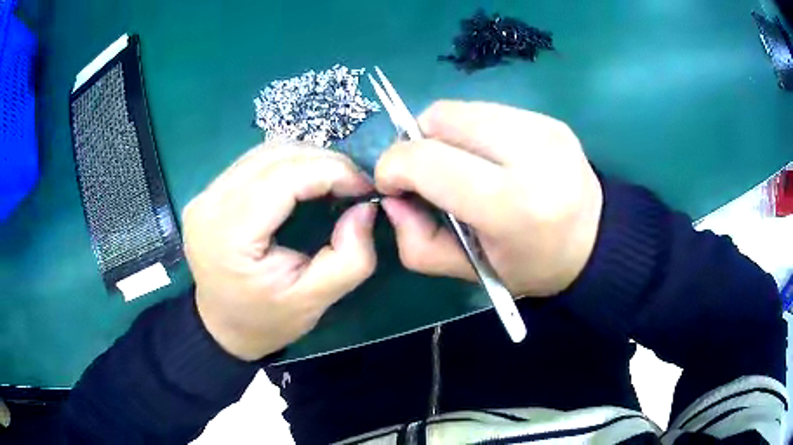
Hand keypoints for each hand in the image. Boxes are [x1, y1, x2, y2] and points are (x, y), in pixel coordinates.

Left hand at [183, 144, 375, 360]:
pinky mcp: (208, 194)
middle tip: (354, 184)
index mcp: (230, 234)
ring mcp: (205, 195)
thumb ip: (351, 259)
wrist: (222, 328)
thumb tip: (365, 208)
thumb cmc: (265, 322)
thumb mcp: (314, 302)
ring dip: (306, 159)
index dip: (333, 171)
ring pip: (265, 152)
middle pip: (275, 156)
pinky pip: (254, 162)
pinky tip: (304, 182)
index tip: (366, 187)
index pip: (286, 177)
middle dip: (324, 162)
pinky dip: (287, 164)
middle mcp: (210, 203)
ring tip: (333, 182)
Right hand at [375, 101, 601, 296]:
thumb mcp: (470, 271)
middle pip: (440, 118)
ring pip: (460, 108)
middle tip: (423, 174)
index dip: (393, 166)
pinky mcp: (548, 118)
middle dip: (415, 143)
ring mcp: (543, 128)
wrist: (595, 242)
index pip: (428, 161)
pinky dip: (469, 130)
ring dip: (441, 134)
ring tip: (456, 165)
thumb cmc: (532, 265)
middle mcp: (532, 154)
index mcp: (513, 204)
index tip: (391, 185)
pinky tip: (486, 156)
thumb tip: (392, 198)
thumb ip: (417, 242)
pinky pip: (485, 110)